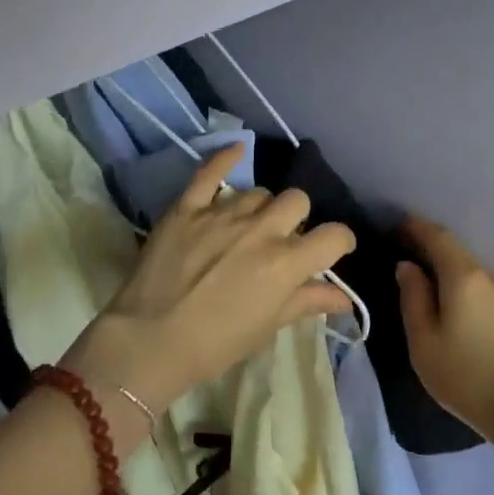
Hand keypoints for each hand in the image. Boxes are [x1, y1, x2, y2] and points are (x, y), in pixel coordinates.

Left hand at [60, 145, 355, 426]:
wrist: (148, 342)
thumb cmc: (215, 344)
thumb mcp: (267, 326)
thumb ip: (307, 302)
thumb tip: (345, 299)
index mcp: (285, 263)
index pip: (333, 235)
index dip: (340, 242)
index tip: (332, 251)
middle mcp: (260, 230)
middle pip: (297, 201)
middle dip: (297, 219)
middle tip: (282, 241)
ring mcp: (222, 214)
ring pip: (259, 192)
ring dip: (262, 208)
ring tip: (248, 227)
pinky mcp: (187, 208)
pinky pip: (210, 172)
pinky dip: (225, 158)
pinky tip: (236, 150)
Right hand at [394, 217, 493, 458]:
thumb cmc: (465, 375)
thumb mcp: (424, 341)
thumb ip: (413, 298)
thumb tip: (407, 267)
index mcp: (463, 277)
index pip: (438, 237)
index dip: (416, 227)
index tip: (396, 224)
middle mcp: (486, 277)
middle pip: (455, 251)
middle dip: (429, 245)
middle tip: (403, 247)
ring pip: (468, 269)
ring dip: (445, 266)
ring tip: (421, 275)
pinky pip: (478, 287)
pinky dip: (458, 283)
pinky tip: (447, 299)